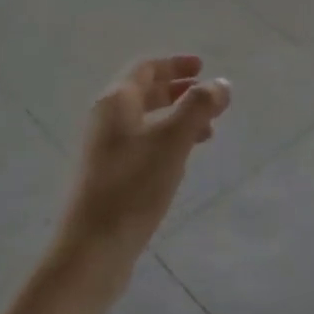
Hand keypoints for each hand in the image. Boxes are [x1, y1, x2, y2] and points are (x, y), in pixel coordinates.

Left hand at [56, 56, 231, 282]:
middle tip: (209, 96)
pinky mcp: (110, 176)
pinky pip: (143, 144)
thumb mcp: (172, 142)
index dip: (174, 64)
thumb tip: (221, 83)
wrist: (92, 249)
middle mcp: (106, 119)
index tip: (203, 66)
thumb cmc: (133, 187)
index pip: (146, 68)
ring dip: (176, 117)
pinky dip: (167, 140)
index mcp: (116, 102)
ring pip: (146, 120)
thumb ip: (198, 107)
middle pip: (144, 92)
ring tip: (208, 130)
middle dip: (178, 90)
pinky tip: (183, 159)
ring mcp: (106, 150)